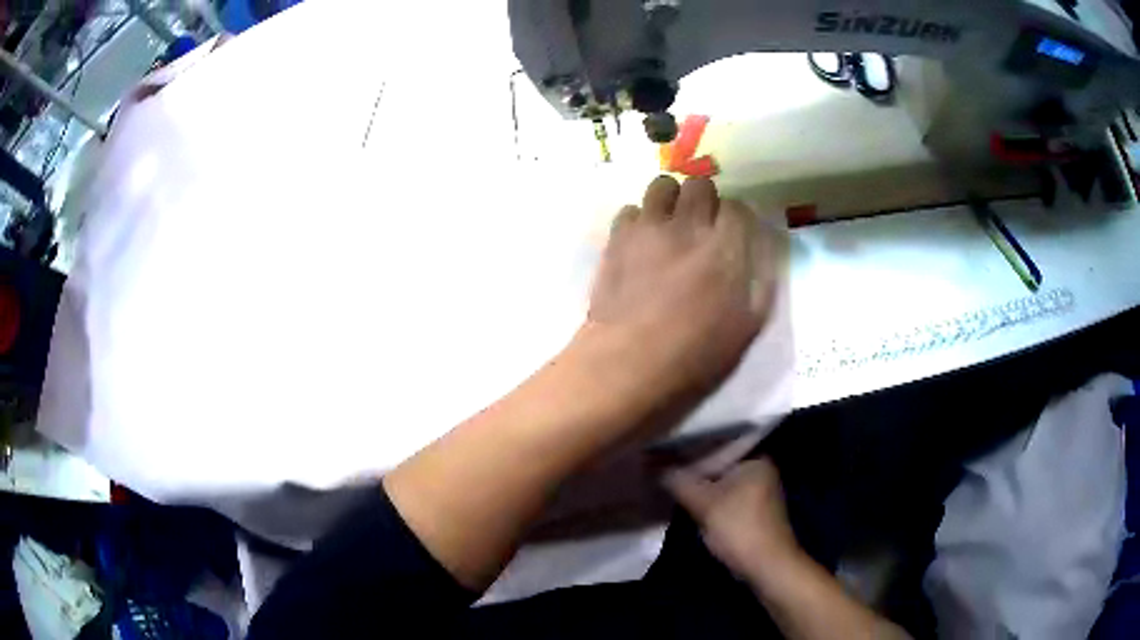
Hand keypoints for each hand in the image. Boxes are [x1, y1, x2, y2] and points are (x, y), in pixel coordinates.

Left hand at [587, 176, 779, 398]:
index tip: (732, 236)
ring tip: (669, 225)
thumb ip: (761, 278)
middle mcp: (689, 225)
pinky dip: (639, 220)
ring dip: (670, 201)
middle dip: (705, 201)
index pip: (738, 206)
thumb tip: (760, 248)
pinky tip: (640, 242)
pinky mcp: (617, 237)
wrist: (631, 360)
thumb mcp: (749, 324)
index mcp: (726, 246)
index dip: (736, 219)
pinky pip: (630, 209)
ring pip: (662, 185)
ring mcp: (649, 227)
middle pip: (700, 185)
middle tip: (701, 227)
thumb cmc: (696, 351)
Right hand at [664, 457, 802, 584]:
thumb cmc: (738, 528)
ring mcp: (759, 493)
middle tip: (665, 473)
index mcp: (755, 460)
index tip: (666, 457)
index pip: (717, 446)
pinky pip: (726, 500)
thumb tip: (658, 470)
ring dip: (701, 490)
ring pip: (721, 485)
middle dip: (694, 473)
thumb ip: (680, 483)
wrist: (766, 565)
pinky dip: (710, 503)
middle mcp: (760, 471)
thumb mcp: (704, 504)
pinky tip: (692, 508)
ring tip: (673, 489)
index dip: (690, 452)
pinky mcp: (753, 513)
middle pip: (719, 466)